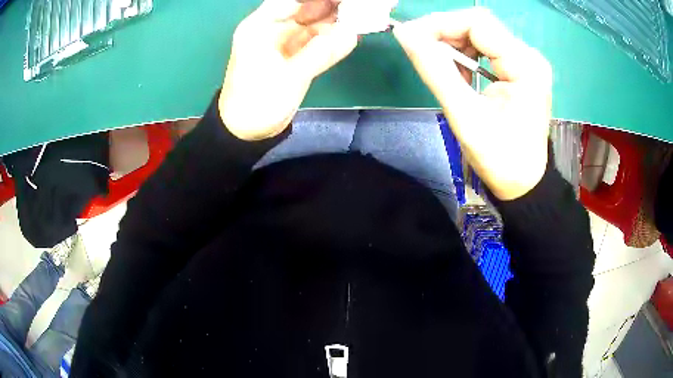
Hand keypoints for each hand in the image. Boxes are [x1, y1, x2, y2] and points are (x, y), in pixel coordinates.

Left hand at [220, 0, 357, 140]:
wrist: (248, 131)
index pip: (292, 0)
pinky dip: (335, 40)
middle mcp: (275, 29)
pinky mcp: (297, 56)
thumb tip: (351, 34)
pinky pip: (319, 42)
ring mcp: (287, 43)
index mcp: (261, 26)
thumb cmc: (257, 102)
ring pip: (316, 24)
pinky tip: (354, 34)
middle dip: (333, 5)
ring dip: (339, 21)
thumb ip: (319, 54)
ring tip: (364, 15)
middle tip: (359, 6)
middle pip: (307, 8)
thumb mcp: (288, 77)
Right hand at [393, 8, 552, 199]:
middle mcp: (528, 56)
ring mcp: (525, 62)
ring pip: (480, 34)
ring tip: (438, 66)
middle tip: (419, 50)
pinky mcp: (519, 69)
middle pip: (479, 26)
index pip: (477, 23)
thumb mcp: (465, 116)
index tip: (410, 37)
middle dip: (445, 33)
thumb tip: (405, 35)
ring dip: (453, 44)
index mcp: (524, 66)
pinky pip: (485, 49)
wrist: (523, 183)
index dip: (440, 24)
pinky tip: (458, 74)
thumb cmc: (500, 158)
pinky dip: (465, 56)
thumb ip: (436, 71)